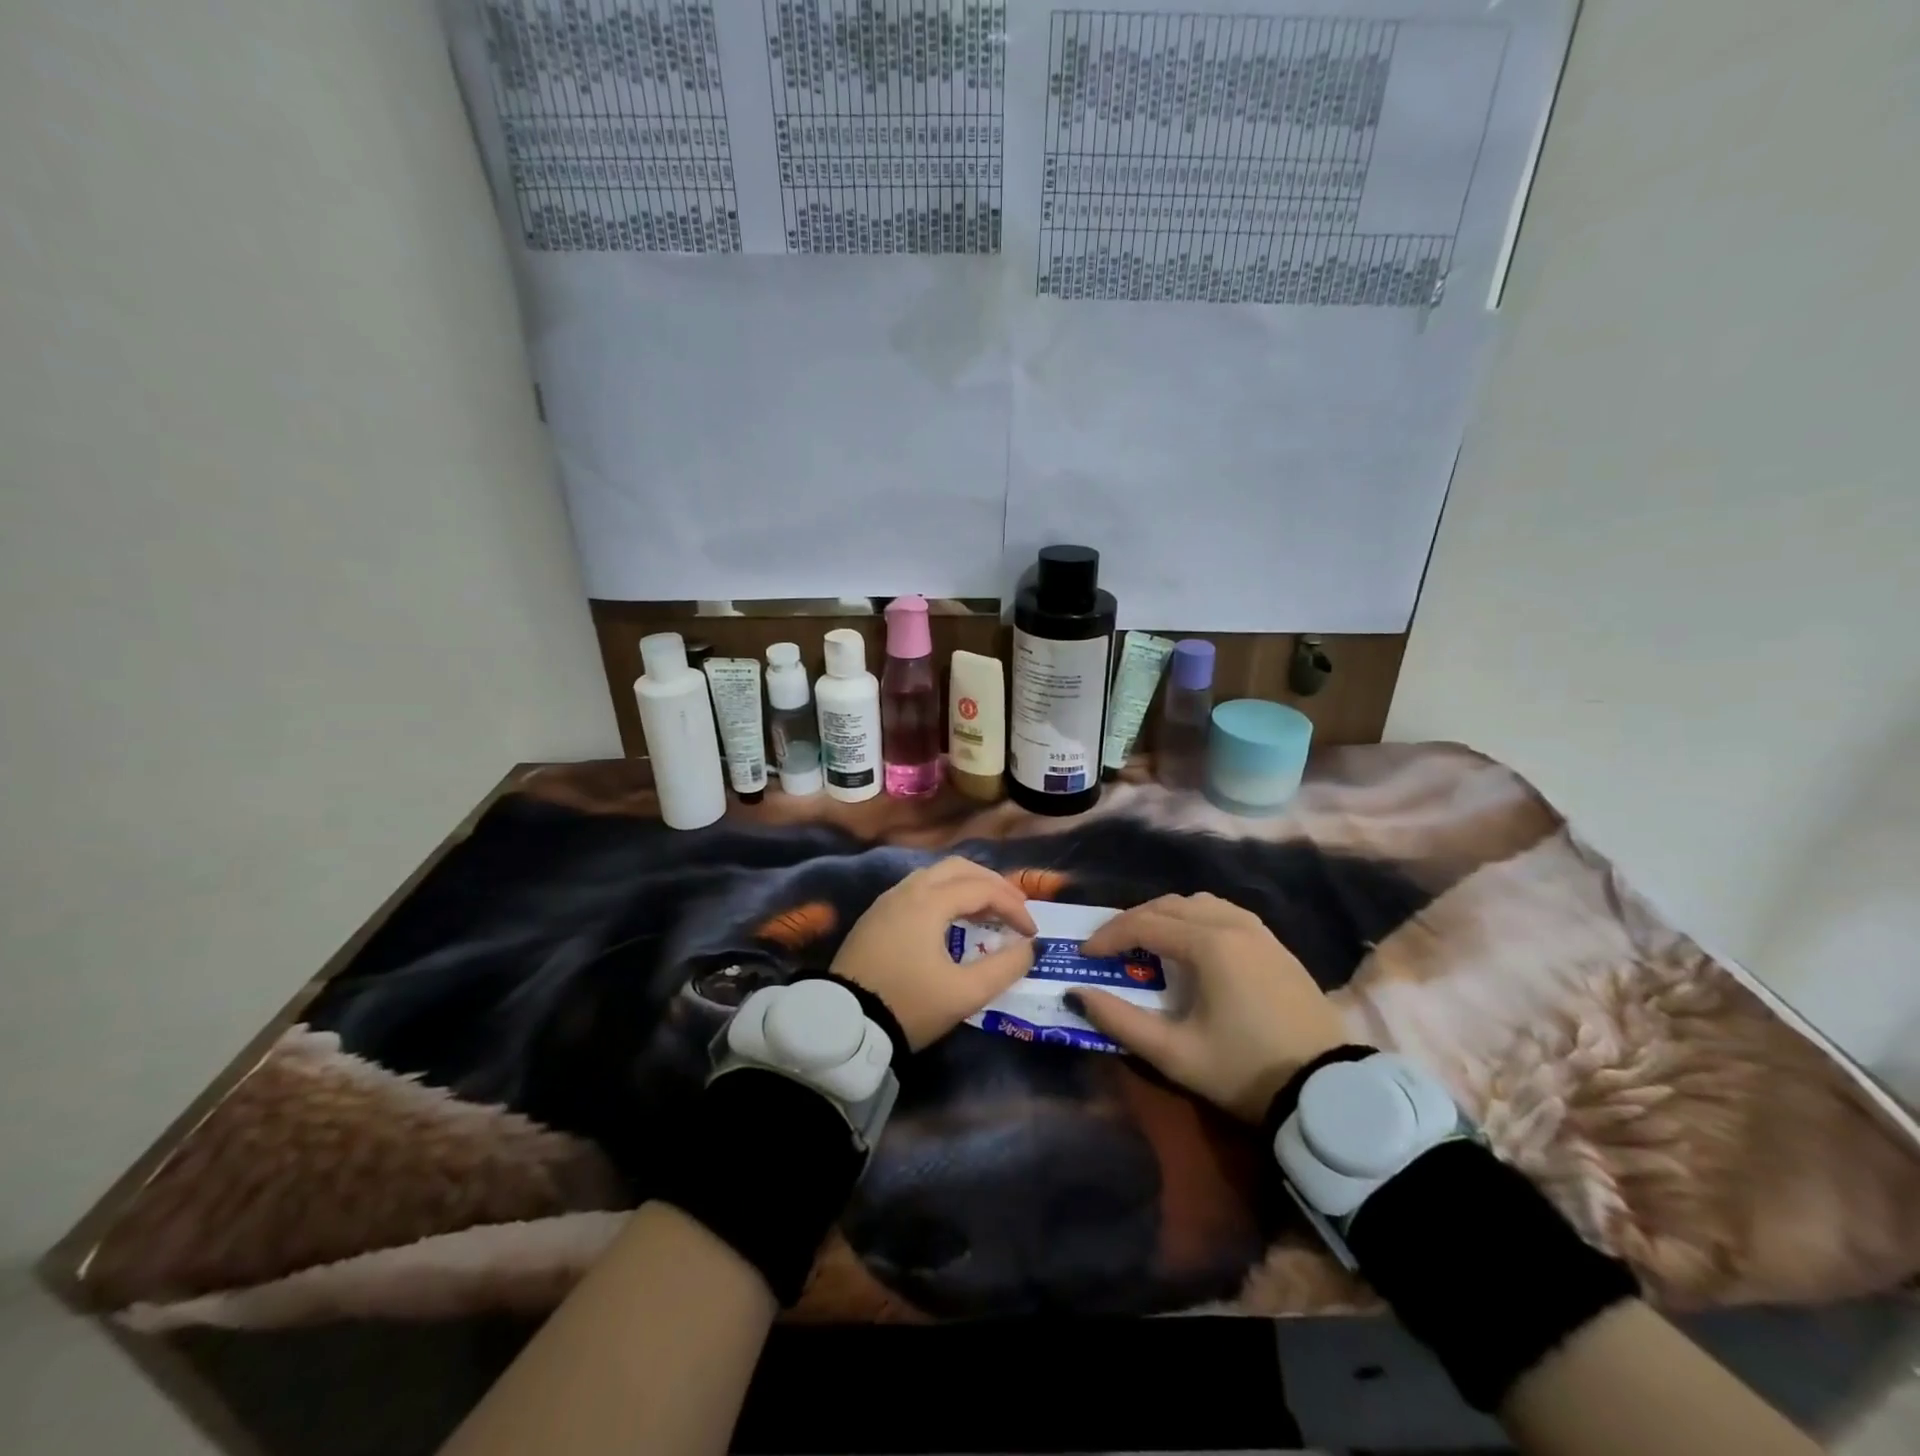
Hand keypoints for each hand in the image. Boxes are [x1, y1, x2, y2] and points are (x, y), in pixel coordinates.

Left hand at [828, 857, 1036, 1052]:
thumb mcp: (964, 993)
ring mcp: (887, 901)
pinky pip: (918, 890)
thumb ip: (1004, 968)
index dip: (1014, 907)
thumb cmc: (908, 1004)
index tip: (1032, 934)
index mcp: (929, 901)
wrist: (842, 1024)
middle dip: (992, 883)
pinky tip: (953, 921)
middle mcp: (907, 890)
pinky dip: (945, 896)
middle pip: (958, 868)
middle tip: (1014, 908)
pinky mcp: (875, 917)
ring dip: (967, 887)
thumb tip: (1028, 948)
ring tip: (988, 913)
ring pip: (935, 876)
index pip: (983, 889)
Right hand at [1071, 893, 1354, 1122]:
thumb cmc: (1245, 1070)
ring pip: (1199, 903)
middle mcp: (1233, 924)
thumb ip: (1121, 1021)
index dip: (1109, 936)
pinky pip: (1225, 913)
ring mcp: (1260, 932)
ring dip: (1166, 916)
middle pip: (1169, 905)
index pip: (1144, 924)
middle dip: (1133, 921)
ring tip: (1148, 943)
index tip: (1085, 955)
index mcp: (1209, 944)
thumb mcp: (1175, 1054)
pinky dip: (1196, 919)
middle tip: (1110, 948)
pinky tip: (1193, 945)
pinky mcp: (1276, 946)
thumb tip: (1078, 994)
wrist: (1328, 1092)